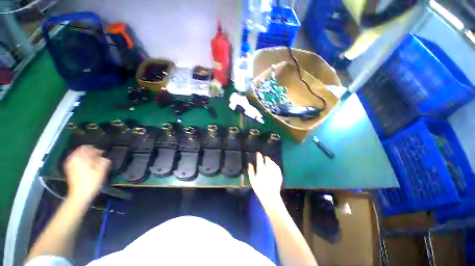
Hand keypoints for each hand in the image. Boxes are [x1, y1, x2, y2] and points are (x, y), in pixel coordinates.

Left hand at [64, 145, 110, 203]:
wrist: (80, 195)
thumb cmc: (91, 181)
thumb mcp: (102, 169)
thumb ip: (104, 160)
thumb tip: (103, 157)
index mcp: (80, 157)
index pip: (87, 147)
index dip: (95, 149)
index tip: (102, 154)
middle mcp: (72, 159)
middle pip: (81, 151)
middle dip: (90, 153)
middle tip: (99, 158)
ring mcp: (69, 165)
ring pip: (78, 157)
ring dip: (86, 158)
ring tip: (94, 163)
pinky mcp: (69, 171)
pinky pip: (76, 162)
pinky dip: (82, 162)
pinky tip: (88, 167)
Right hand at [247, 152, 282, 204]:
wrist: (270, 196)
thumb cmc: (259, 188)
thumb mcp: (252, 180)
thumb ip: (251, 171)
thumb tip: (249, 164)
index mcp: (261, 169)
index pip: (260, 159)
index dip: (259, 155)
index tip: (258, 153)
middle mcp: (268, 168)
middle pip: (267, 160)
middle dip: (266, 157)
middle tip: (264, 157)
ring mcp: (274, 171)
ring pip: (273, 163)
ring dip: (270, 161)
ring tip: (269, 161)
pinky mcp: (279, 174)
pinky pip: (277, 167)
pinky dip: (275, 165)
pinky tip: (274, 166)